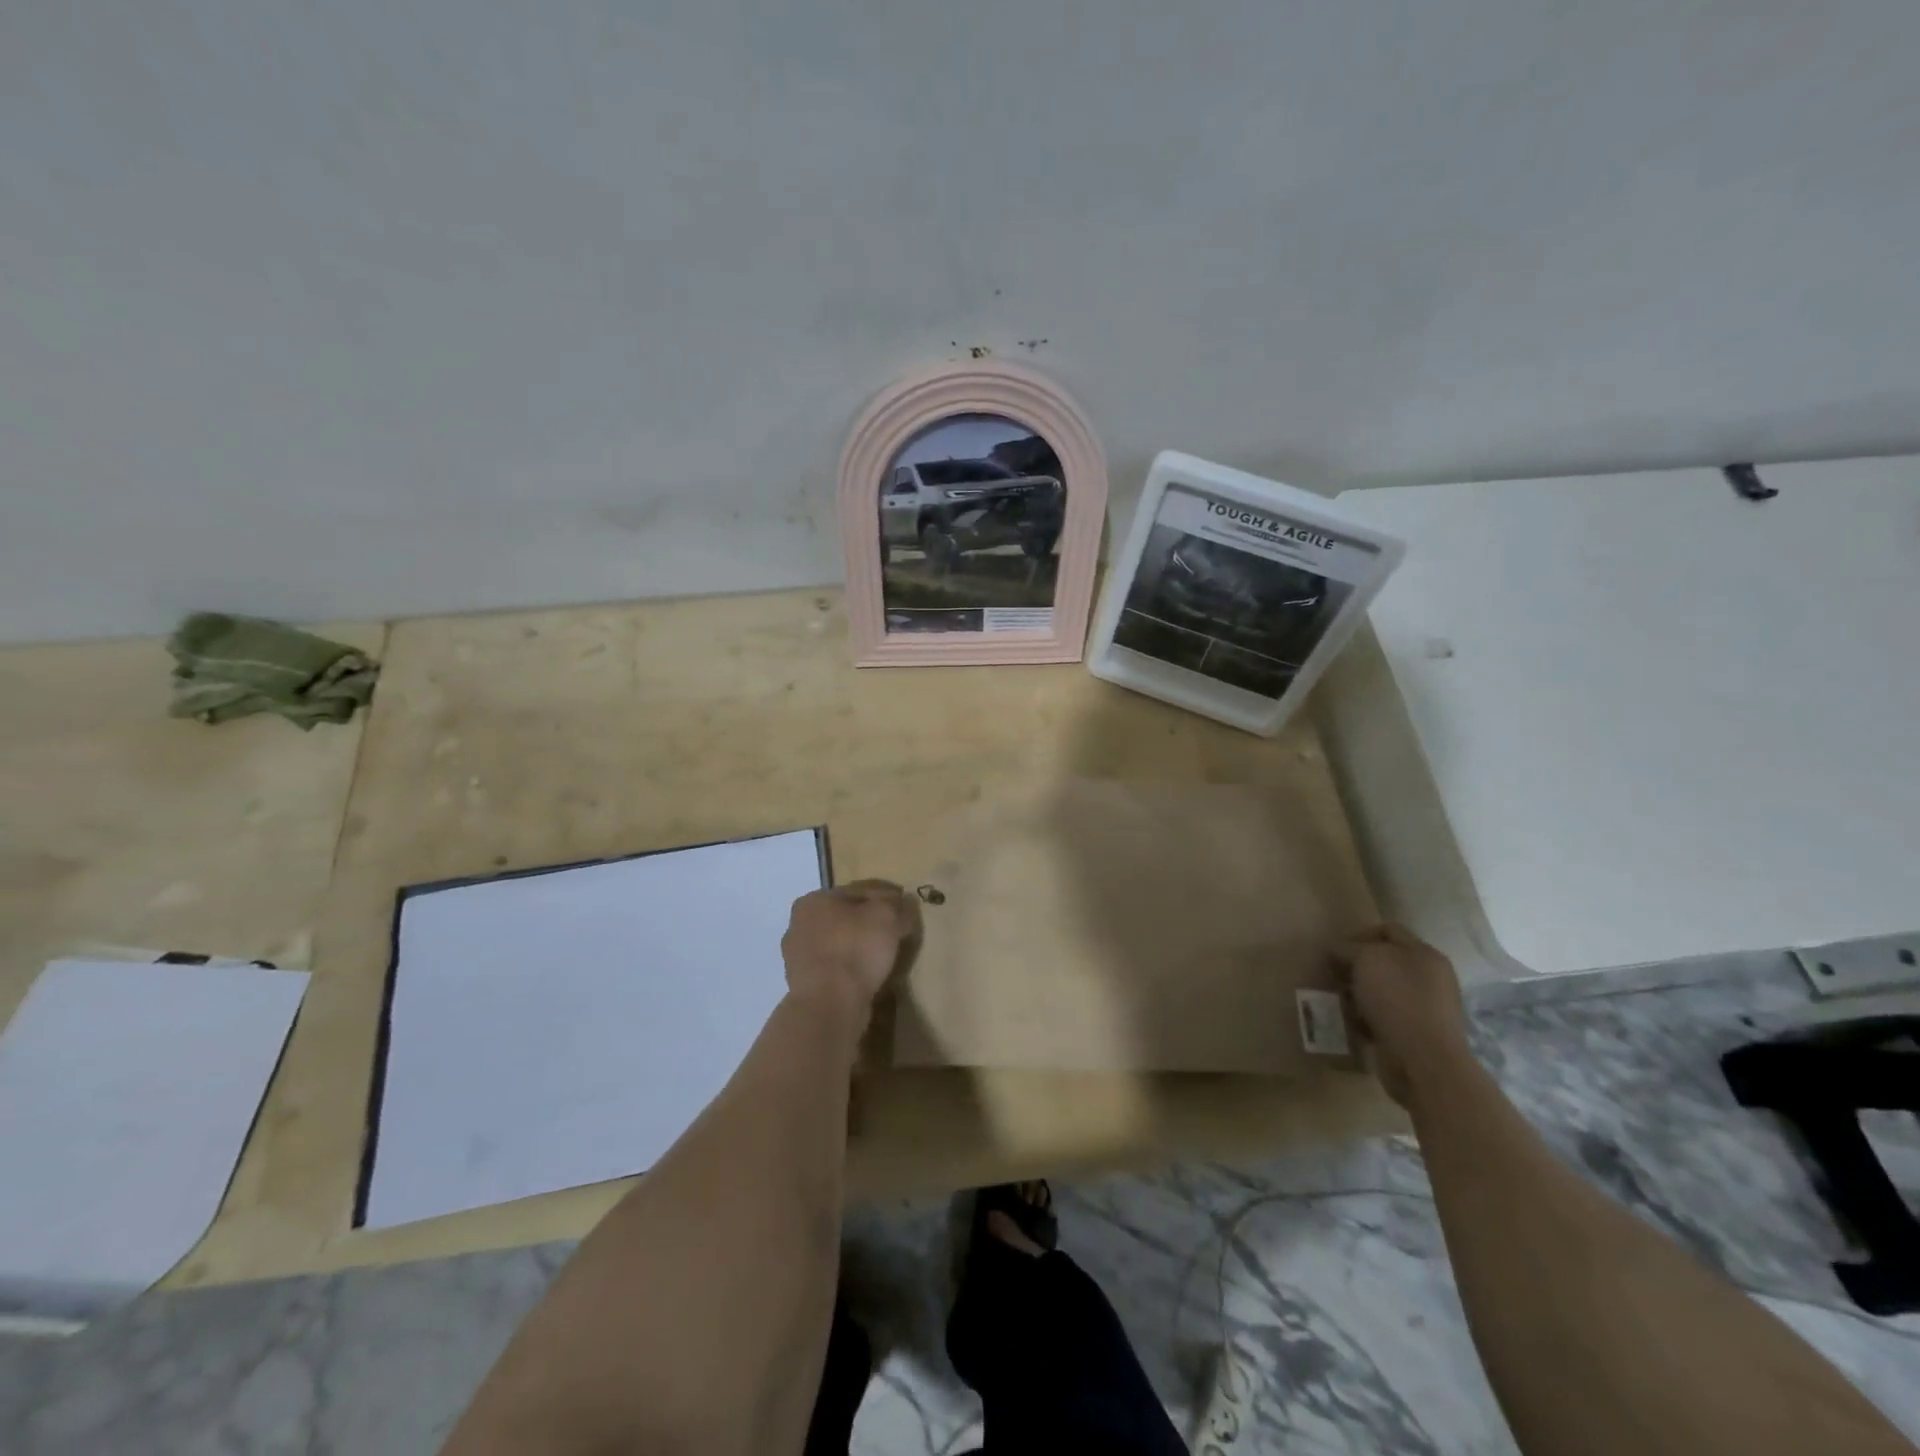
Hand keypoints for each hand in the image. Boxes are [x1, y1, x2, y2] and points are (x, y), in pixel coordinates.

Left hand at [781, 880, 920, 1012]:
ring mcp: (798, 958)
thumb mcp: (886, 916)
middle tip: (895, 931)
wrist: (829, 1005)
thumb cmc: (855, 949)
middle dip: (868, 922)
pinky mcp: (804, 986)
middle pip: (845, 917)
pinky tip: (868, 975)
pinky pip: (835, 969)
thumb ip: (897, 905)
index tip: (904, 908)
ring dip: (859, 947)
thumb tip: (905, 903)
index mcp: (814, 900)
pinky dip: (851, 969)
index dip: (885, 897)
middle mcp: (799, 925)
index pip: (858, 891)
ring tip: (884, 956)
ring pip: (839, 944)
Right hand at [1336, 924, 1471, 1106]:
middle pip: (1383, 961)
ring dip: (1358, 994)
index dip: (1358, 934)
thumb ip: (1347, 948)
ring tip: (1341, 1002)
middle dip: (1355, 967)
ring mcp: (1425, 1007)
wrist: (1424, 1061)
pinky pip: (1383, 1016)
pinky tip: (1354, 1024)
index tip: (1335, 950)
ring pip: (1381, 990)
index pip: (1387, 930)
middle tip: (1334, 976)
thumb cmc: (1397, 999)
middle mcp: (1429, 977)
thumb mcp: (1366, 959)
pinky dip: (1366, 1018)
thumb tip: (1336, 950)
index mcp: (1424, 954)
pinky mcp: (1415, 1033)